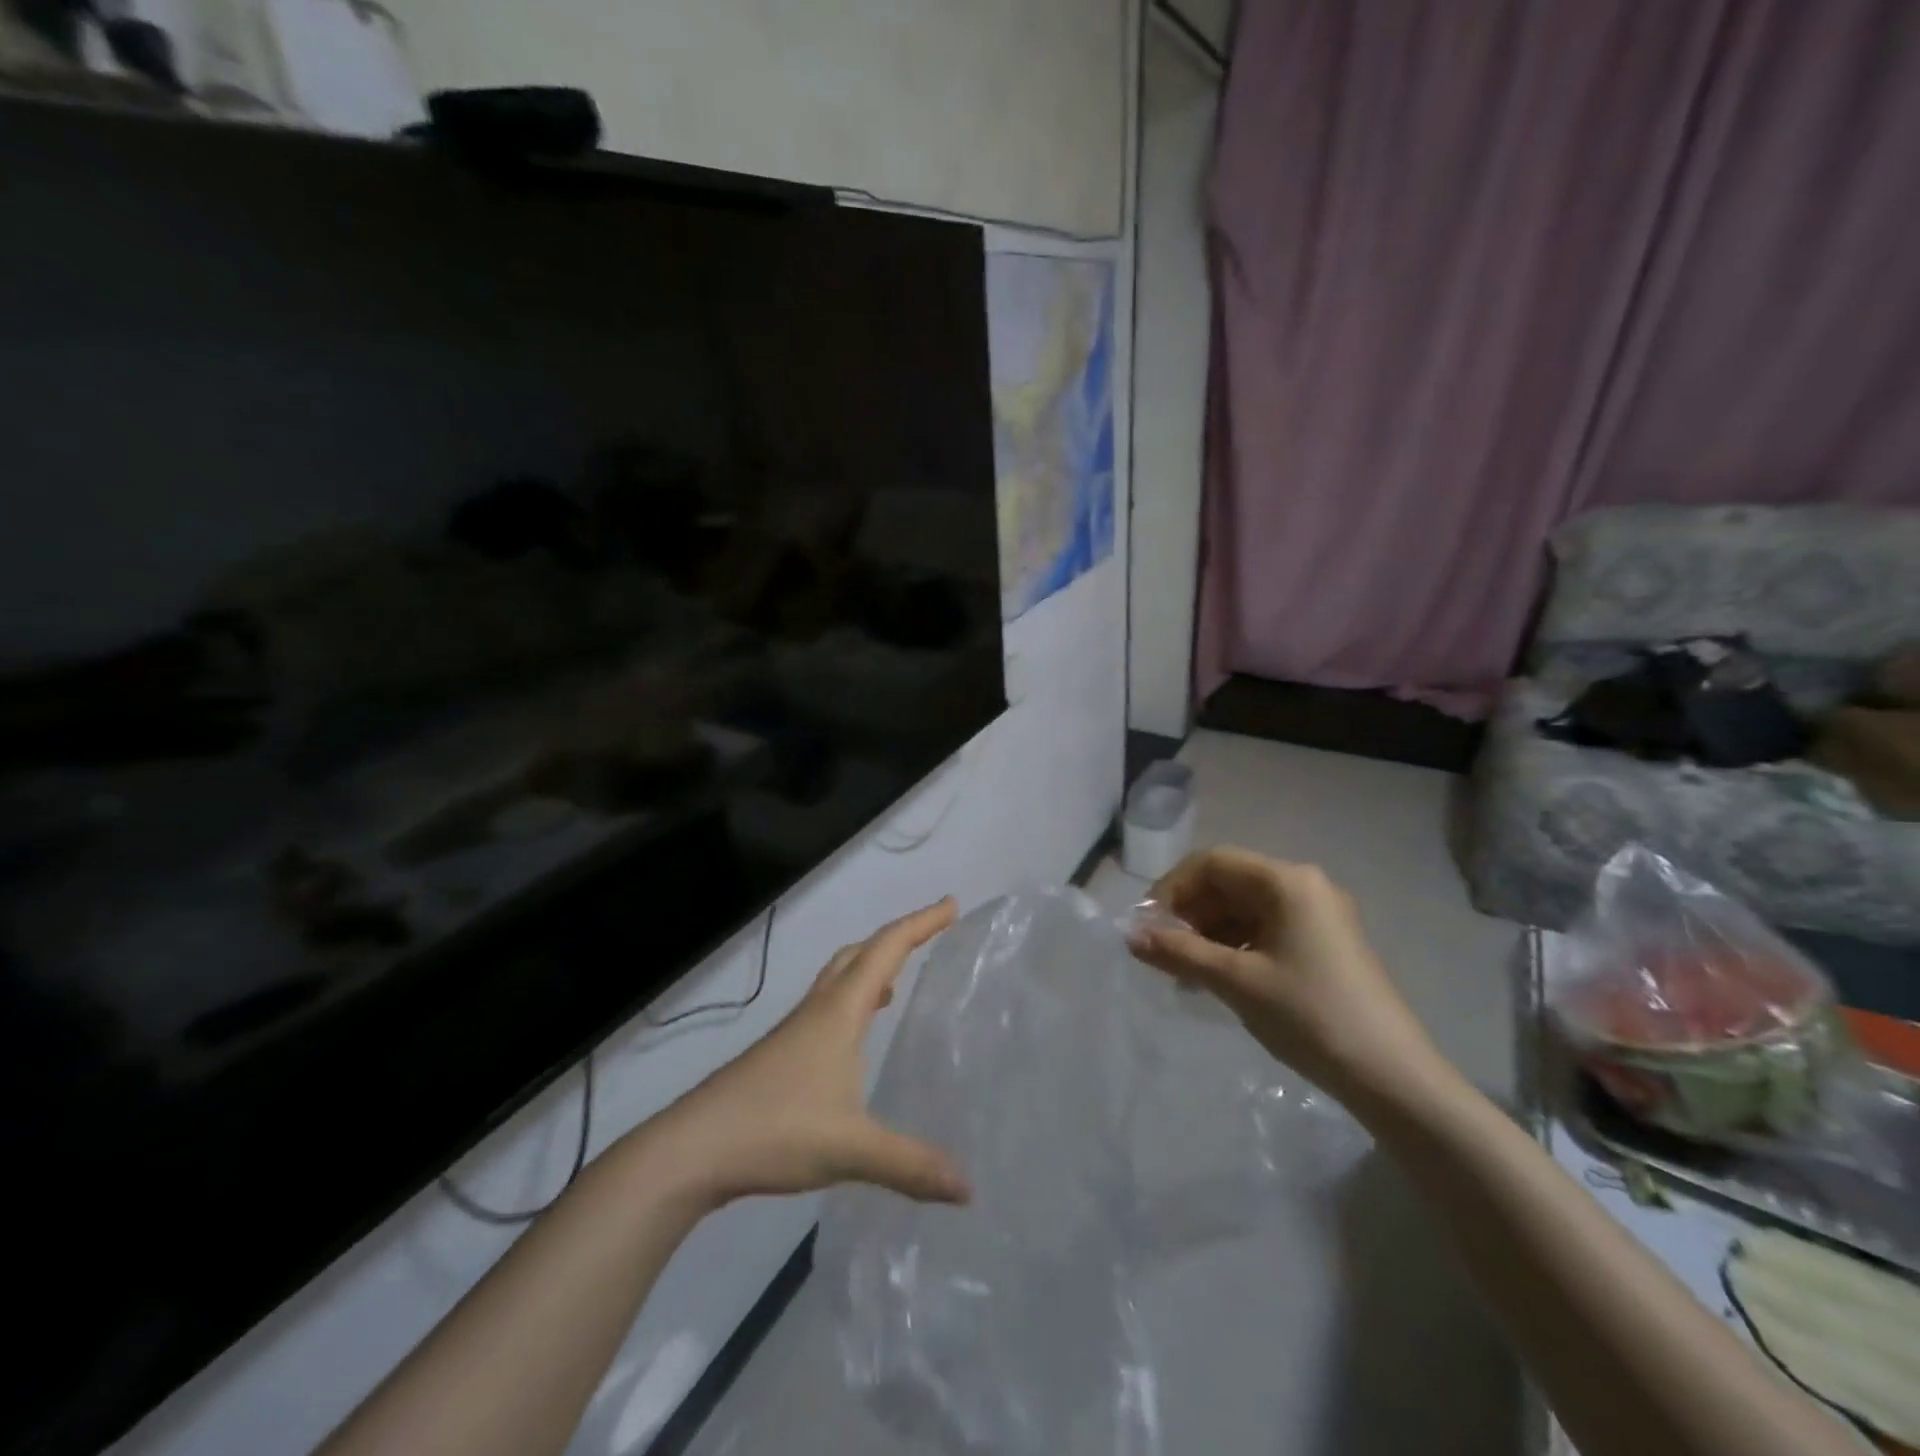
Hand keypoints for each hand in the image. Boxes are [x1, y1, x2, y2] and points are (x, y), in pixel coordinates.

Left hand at [646, 899, 970, 1209]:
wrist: (692, 1149)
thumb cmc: (775, 1129)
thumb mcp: (851, 1148)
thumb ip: (911, 1165)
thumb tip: (968, 1187)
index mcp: (839, 1011)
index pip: (887, 950)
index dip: (921, 923)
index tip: (951, 904)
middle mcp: (818, 1010)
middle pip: (860, 953)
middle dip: (897, 937)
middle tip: (930, 934)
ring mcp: (795, 1031)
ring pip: (839, 978)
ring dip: (871, 966)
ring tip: (899, 979)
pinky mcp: (781, 1055)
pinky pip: (827, 1007)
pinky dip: (853, 1001)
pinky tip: (858, 1037)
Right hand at [1127, 847, 1440, 1104]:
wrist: (1393, 1077)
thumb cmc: (1309, 1015)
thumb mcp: (1235, 982)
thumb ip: (1179, 952)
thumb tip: (1130, 936)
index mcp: (1286, 881)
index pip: (1212, 862)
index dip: (1172, 888)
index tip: (1148, 926)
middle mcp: (1304, 886)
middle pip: (1229, 882)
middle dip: (1190, 913)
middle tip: (1163, 952)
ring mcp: (1318, 915)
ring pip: (1245, 908)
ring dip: (1209, 933)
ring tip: (1186, 973)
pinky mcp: (1325, 943)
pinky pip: (1266, 929)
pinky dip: (1235, 947)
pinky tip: (1219, 979)